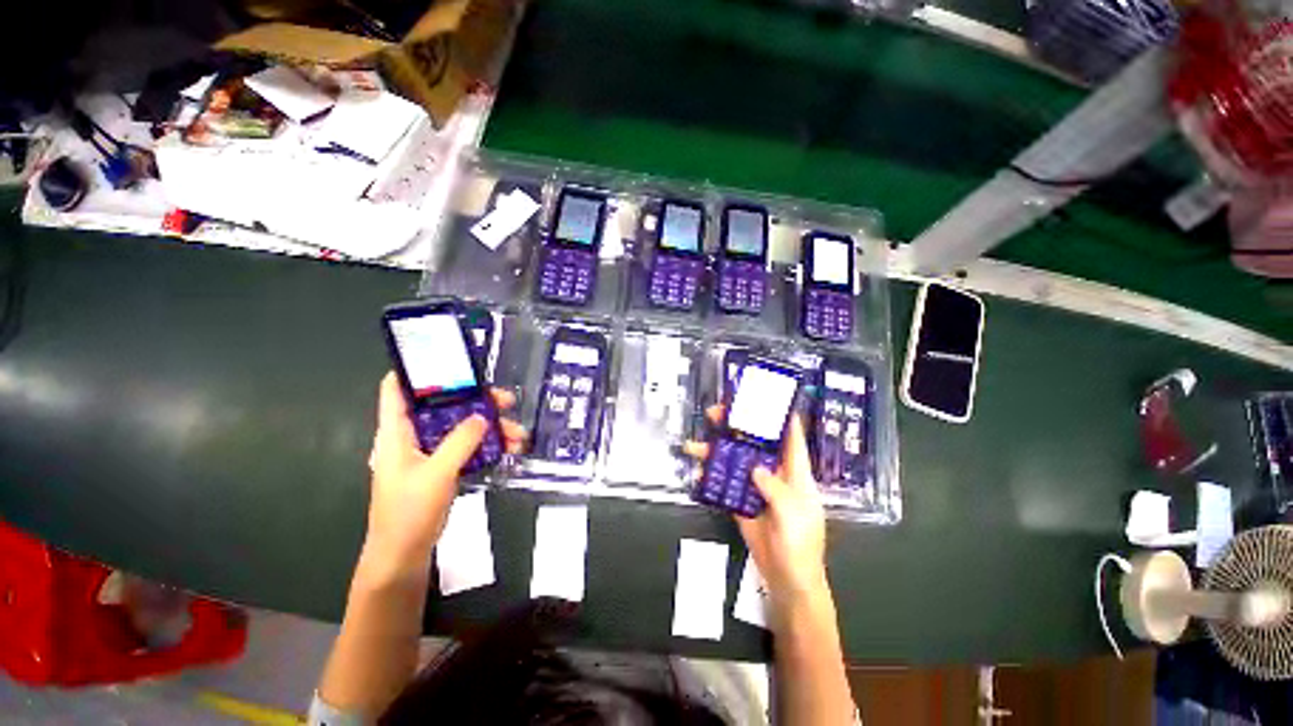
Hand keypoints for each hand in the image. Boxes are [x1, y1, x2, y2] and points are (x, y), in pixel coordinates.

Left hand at [362, 372, 526, 577]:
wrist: (404, 554)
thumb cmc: (408, 512)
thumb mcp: (436, 473)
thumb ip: (460, 441)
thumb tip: (484, 415)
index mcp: (397, 431)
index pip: (397, 388)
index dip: (418, 370)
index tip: (452, 360)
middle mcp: (413, 435)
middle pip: (444, 406)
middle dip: (477, 400)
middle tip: (507, 400)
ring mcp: (430, 451)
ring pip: (461, 426)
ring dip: (491, 427)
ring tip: (519, 434)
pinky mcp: (443, 466)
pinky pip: (468, 446)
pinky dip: (488, 444)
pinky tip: (510, 449)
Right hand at [684, 407, 827, 609]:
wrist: (787, 579)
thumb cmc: (800, 544)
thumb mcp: (793, 514)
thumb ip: (775, 489)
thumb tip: (755, 468)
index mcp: (794, 471)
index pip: (789, 435)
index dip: (778, 413)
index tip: (761, 394)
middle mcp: (773, 472)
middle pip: (754, 441)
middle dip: (735, 425)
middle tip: (714, 413)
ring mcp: (754, 485)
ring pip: (734, 459)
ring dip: (715, 449)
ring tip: (694, 445)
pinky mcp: (740, 500)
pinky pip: (723, 482)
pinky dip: (710, 477)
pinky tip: (696, 474)